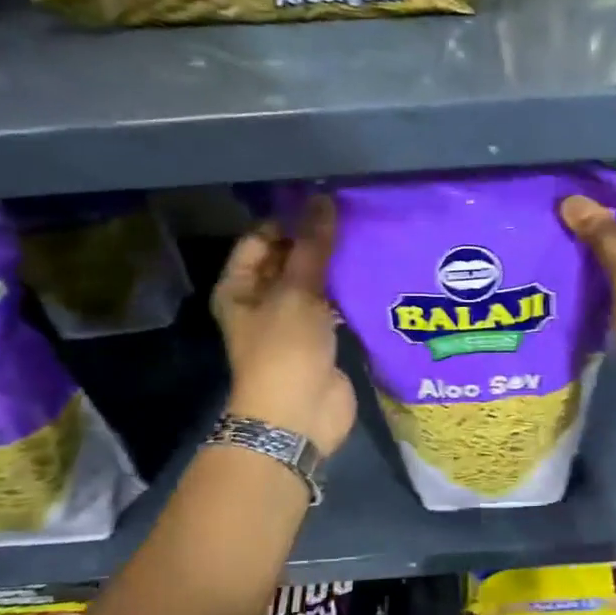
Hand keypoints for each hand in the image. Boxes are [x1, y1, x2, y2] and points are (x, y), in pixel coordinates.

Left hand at [211, 196, 356, 457]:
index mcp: (240, 286)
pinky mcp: (321, 338)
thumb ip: (313, 246)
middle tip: (356, 217)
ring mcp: (293, 321)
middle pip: (289, 258)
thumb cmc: (285, 350)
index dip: (290, 219)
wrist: (300, 416)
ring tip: (369, 239)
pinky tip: (374, 273)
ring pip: (315, 282)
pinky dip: (349, 292)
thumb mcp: (296, 292)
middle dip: (318, 241)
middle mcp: (262, 300)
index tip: (328, 204)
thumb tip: (323, 198)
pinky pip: (334, 306)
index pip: (261, 238)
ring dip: (337, 267)